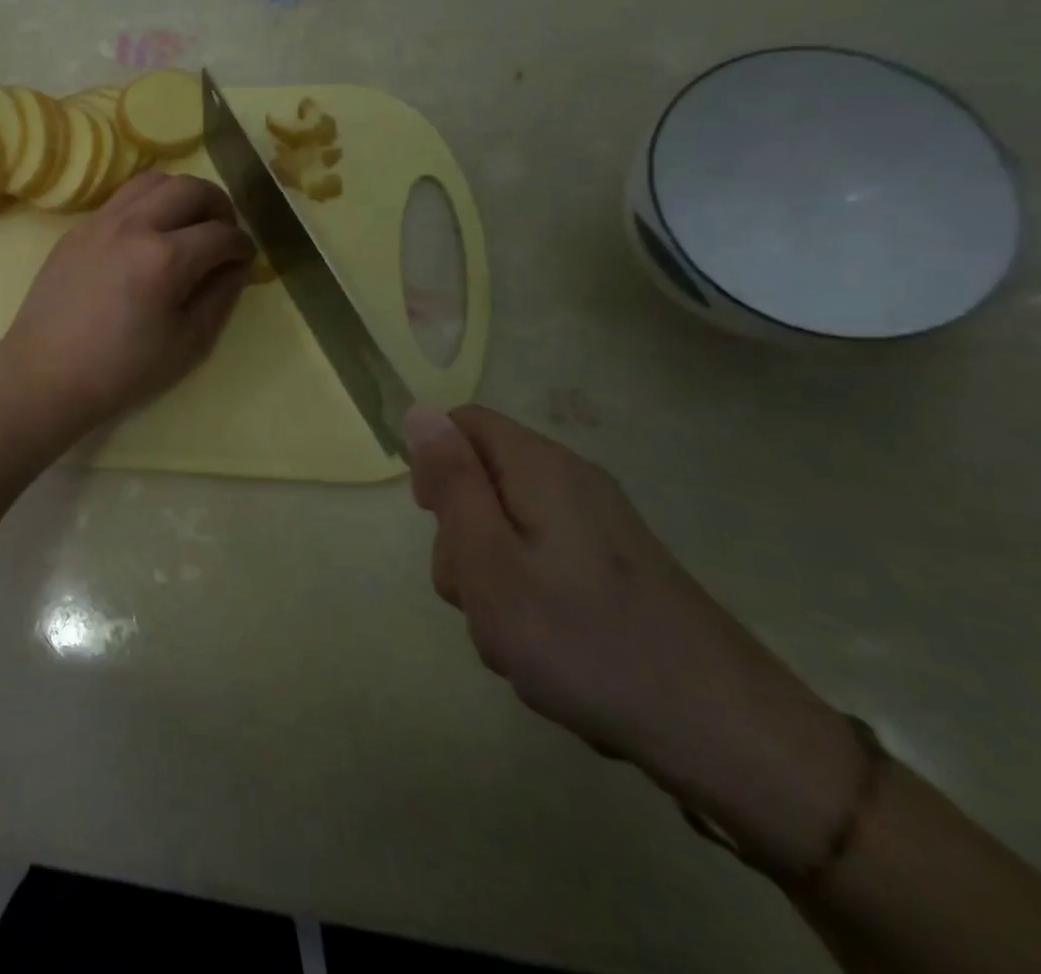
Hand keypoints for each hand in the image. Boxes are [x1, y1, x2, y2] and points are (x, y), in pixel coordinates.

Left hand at [0, 172, 253, 440]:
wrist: (45, 374)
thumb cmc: (121, 370)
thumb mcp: (187, 344)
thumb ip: (220, 297)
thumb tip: (237, 267)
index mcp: (165, 258)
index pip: (221, 234)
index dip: (242, 245)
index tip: (245, 259)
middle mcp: (134, 226)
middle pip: (189, 188)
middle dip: (218, 204)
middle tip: (223, 231)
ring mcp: (100, 222)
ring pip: (151, 181)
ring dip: (180, 194)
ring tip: (187, 224)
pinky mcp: (77, 229)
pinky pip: (121, 199)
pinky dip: (146, 205)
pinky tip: (147, 236)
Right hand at [405, 406, 866, 874]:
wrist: (732, 741)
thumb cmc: (586, 642)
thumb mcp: (490, 561)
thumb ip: (452, 482)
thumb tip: (420, 410)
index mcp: (542, 469)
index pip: (462, 423)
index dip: (433, 463)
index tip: (433, 521)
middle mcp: (573, 485)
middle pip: (483, 482)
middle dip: (461, 539)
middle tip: (479, 597)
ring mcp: (600, 531)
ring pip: (508, 533)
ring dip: (492, 583)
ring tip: (517, 640)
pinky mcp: (617, 573)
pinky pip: (544, 568)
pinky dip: (530, 605)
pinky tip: (551, 656)